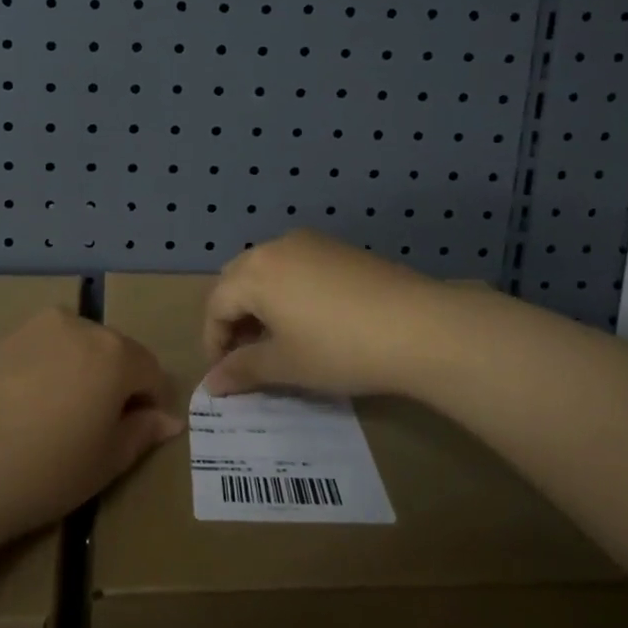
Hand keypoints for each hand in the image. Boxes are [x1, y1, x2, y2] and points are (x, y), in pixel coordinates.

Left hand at [0, 308, 182, 548]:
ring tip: (54, 422)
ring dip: (80, 375)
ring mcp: (36, 327)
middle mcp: (79, 325)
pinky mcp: (0, 336)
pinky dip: (45, 372)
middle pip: (114, 352)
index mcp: (115, 352)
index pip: (152, 371)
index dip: (150, 404)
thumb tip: (167, 419)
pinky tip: (22, 412)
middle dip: (115, 384)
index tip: (135, 436)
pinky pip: (41, 351)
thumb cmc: (43, 472)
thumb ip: (141, 433)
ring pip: (76, 348)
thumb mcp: (105, 463)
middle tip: (94, 432)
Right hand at [202, 229, 459, 397]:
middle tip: (246, 354)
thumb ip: (243, 370)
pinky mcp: (338, 248)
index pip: (216, 304)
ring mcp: (310, 242)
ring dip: (260, 302)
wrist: (418, 325)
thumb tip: (210, 384)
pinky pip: (296, 264)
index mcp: (255, 272)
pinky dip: (287, 290)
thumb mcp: (287, 365)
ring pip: (267, 269)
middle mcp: (276, 247)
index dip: (213, 341)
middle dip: (233, 316)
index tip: (224, 375)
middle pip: (237, 279)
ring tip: (277, 339)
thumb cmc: (339, 349)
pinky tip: (309, 319)